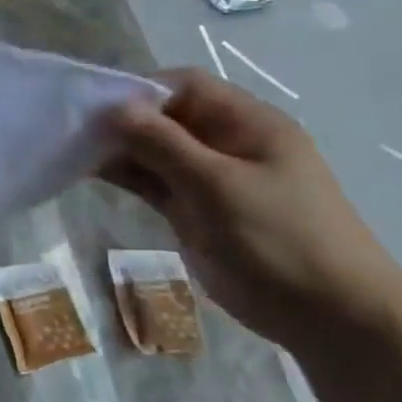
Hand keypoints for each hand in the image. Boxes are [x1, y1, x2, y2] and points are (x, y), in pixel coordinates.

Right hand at [101, 70, 401, 352]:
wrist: (330, 315)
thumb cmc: (280, 238)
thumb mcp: (217, 184)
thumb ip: (162, 143)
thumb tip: (114, 108)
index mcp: (248, 124)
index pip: (185, 86)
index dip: (141, 89)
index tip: (96, 106)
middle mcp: (227, 144)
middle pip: (165, 117)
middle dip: (121, 120)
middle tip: (73, 131)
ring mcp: (209, 179)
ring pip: (154, 151)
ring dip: (116, 149)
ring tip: (71, 151)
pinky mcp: (194, 210)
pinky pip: (153, 181)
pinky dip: (124, 175)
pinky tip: (87, 172)